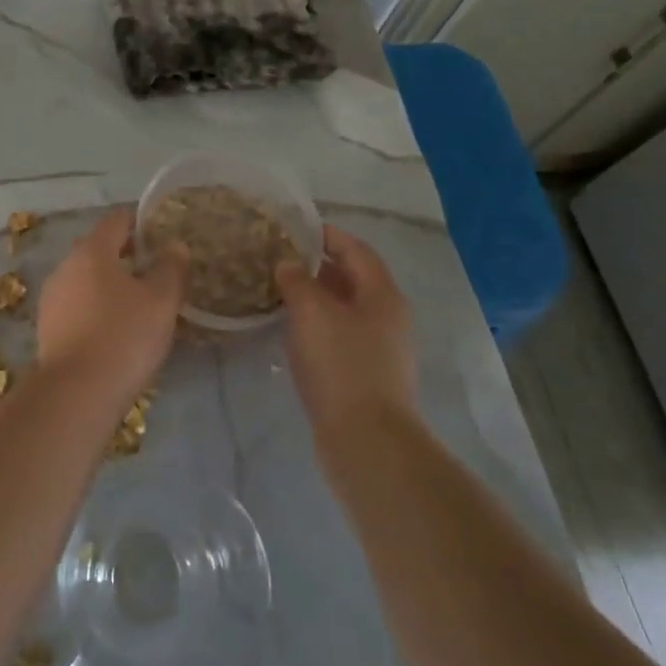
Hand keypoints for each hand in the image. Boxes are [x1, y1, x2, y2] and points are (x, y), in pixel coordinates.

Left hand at [36, 209, 186, 404]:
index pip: (115, 220)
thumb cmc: (124, 336)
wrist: (77, 393)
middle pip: (96, 249)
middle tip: (152, 268)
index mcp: (91, 251)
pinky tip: (113, 328)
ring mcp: (51, 299)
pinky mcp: (47, 328)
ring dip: (107, 283)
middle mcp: (65, 267)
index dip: (138, 221)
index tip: (158, 231)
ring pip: (84, 279)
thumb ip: (171, 268)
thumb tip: (175, 245)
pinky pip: (76, 306)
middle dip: (123, 254)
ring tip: (136, 302)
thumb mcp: (161, 302)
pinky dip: (94, 307)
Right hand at [276, 225, 417, 435]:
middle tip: (279, 257)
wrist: (365, 439)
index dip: (328, 235)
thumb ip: (297, 281)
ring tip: (278, 290)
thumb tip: (287, 265)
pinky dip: (316, 326)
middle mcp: (387, 317)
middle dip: (317, 266)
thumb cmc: (341, 364)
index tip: (297, 227)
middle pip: (352, 279)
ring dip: (315, 298)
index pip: (356, 250)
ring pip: (344, 310)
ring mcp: (379, 349)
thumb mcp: (312, 312)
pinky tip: (291, 331)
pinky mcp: (365, 376)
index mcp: (382, 295)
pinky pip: (339, 337)